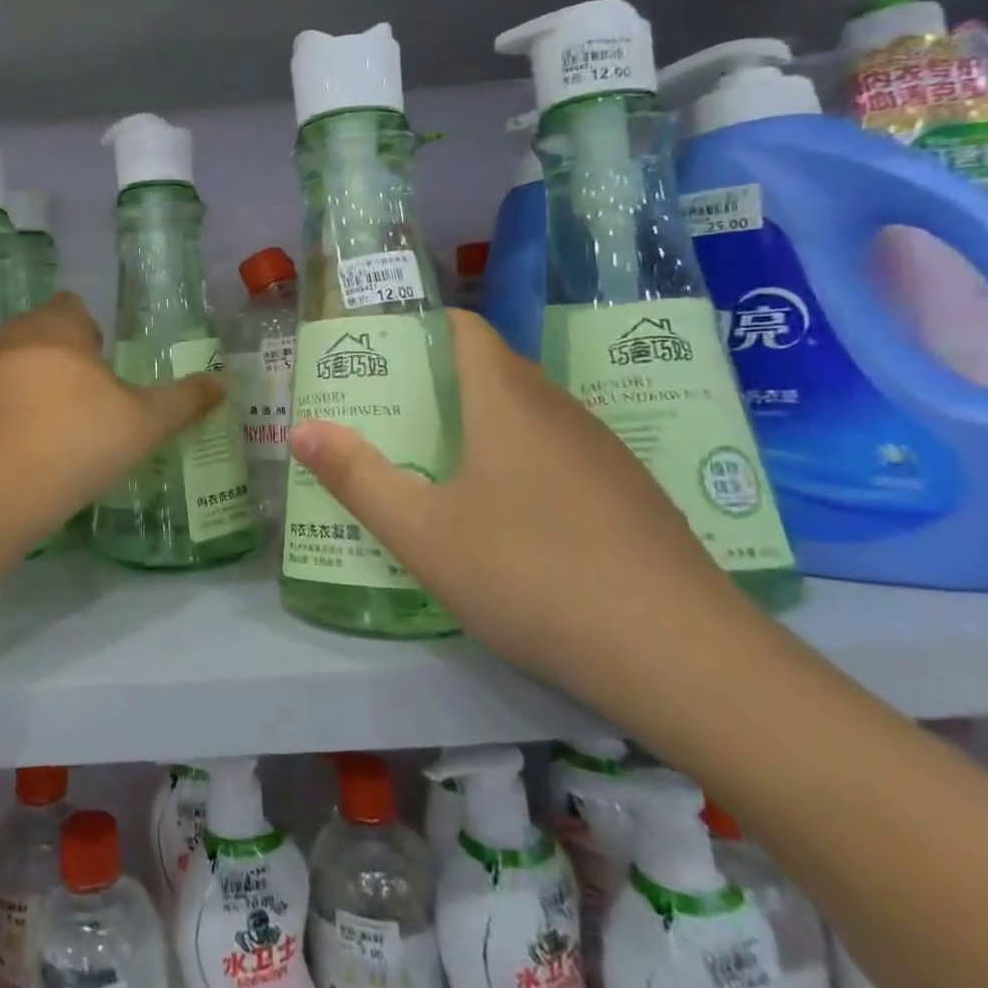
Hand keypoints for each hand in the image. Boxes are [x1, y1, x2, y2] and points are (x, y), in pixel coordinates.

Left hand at [0, 293, 224, 549]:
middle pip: (42, 334)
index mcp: (56, 328)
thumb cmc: (74, 442)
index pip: (72, 306)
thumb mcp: (142, 424)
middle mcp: (12, 340)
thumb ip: (183, 401)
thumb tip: (222, 383)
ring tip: (59, 431)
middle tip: (92, 402)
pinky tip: (25, 455)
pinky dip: (8, 418)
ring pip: (14, 367)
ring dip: (34, 387)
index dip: (91, 330)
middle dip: (65, 359)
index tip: (107, 366)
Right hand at [288, 310, 754, 701]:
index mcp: (506, 399)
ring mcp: (603, 451)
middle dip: (434, 383)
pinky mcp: (631, 494)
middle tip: (386, 417)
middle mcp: (557, 408)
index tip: (377, 357)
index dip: (419, 329)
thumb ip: (356, 477)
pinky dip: (519, 461)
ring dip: (477, 424)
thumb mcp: (423, 533)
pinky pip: (559, 452)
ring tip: (434, 464)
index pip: (464, 327)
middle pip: (490, 368)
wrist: (686, 660)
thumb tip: (300, 428)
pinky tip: (507, 518)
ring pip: (527, 413)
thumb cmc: (533, 576)